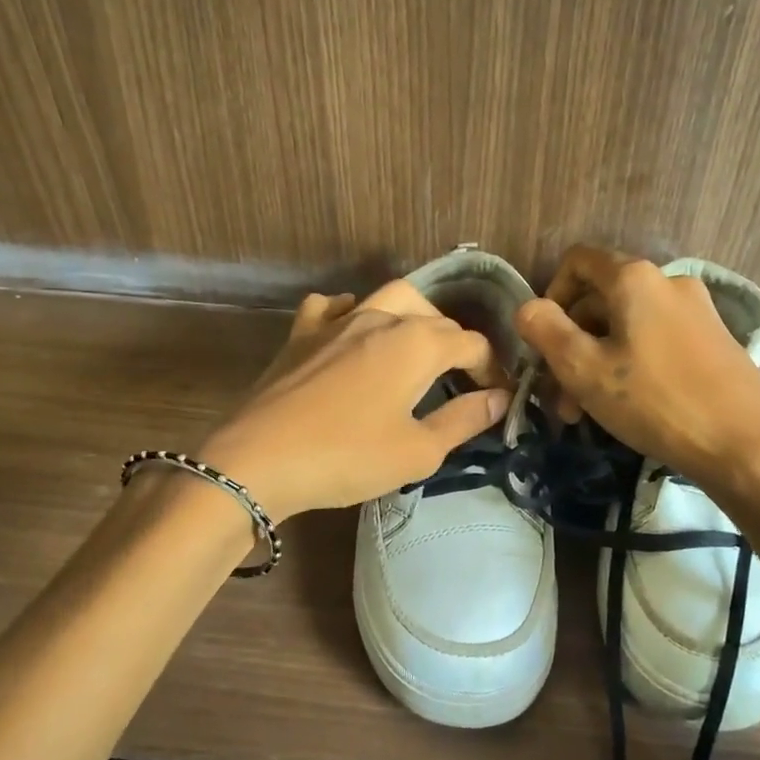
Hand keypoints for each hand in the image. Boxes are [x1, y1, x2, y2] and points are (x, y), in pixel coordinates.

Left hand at [197, 281, 512, 522]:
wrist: (258, 461)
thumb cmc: (347, 458)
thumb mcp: (418, 451)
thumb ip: (464, 419)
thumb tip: (500, 398)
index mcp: (417, 343)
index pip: (471, 343)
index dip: (490, 368)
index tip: (496, 396)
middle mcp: (381, 318)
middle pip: (434, 317)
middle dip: (456, 344)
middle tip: (460, 380)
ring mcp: (336, 321)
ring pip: (388, 298)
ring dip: (413, 317)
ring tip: (416, 348)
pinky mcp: (301, 334)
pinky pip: (332, 307)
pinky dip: (350, 313)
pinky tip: (350, 331)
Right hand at [513, 246, 759, 522]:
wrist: (744, 445)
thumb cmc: (654, 402)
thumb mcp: (584, 369)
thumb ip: (545, 330)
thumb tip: (527, 307)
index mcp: (635, 278)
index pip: (578, 261)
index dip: (551, 294)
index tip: (544, 341)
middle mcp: (668, 281)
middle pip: (601, 298)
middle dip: (571, 342)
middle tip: (559, 396)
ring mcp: (697, 309)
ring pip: (627, 325)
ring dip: (598, 361)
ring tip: (584, 412)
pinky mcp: (715, 339)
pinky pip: (657, 339)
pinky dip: (631, 363)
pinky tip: (628, 406)